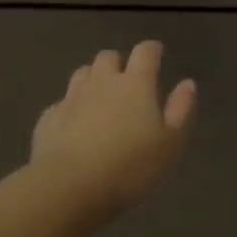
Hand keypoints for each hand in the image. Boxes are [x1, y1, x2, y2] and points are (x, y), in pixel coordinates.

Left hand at [30, 42, 195, 220]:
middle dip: (118, 63)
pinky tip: (73, 125)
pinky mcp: (49, 118)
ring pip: (82, 73)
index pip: (145, 52)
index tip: (156, 52)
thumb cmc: (129, 167)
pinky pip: (61, 103)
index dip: (152, 50)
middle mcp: (102, 82)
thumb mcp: (169, 144)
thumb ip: (180, 110)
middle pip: (108, 56)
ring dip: (92, 79)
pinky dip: (70, 108)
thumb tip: (187, 83)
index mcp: (135, 85)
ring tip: (99, 97)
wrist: (68, 186)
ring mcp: (71, 98)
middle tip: (126, 80)